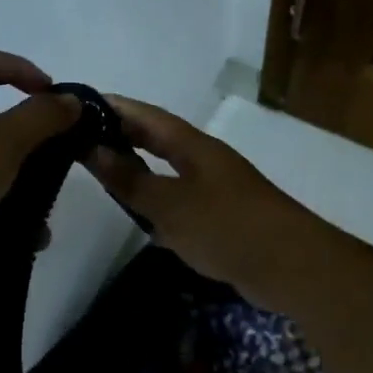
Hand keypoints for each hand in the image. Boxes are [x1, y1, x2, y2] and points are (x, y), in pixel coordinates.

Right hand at [86, 95, 325, 306]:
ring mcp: (217, 189)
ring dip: (140, 170)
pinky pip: (181, 201)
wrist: (292, 267)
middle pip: (159, 140)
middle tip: (83, 139)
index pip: (147, 116)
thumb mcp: (169, 204)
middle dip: (124, 136)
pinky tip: (142, 219)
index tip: (80, 105)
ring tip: (104, 174)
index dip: (115, 108)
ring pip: (169, 171)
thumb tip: (93, 150)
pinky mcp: (223, 219)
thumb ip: (130, 180)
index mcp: (194, 146)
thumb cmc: (226, 227)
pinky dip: (158, 204)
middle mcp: (205, 160)